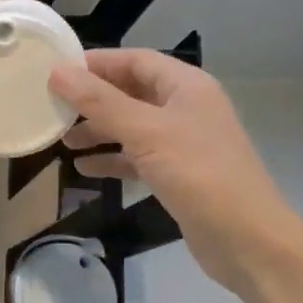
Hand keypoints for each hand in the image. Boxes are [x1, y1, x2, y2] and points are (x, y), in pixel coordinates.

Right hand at [50, 50, 302, 293]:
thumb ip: (100, 102)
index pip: (135, 60)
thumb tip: (57, 72)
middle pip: (131, 92)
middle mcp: (186, 108)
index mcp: (186, 86)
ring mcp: (183, 142)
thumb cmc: (199, 174)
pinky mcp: (178, 174)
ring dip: (98, 131)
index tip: (56, 70)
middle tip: (53, 107)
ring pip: (131, 126)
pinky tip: (84, 169)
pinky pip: (137, 157)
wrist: (249, 242)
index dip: (96, 62)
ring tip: (63, 140)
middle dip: (93, 100)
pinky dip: (112, 159)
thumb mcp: (146, 132)